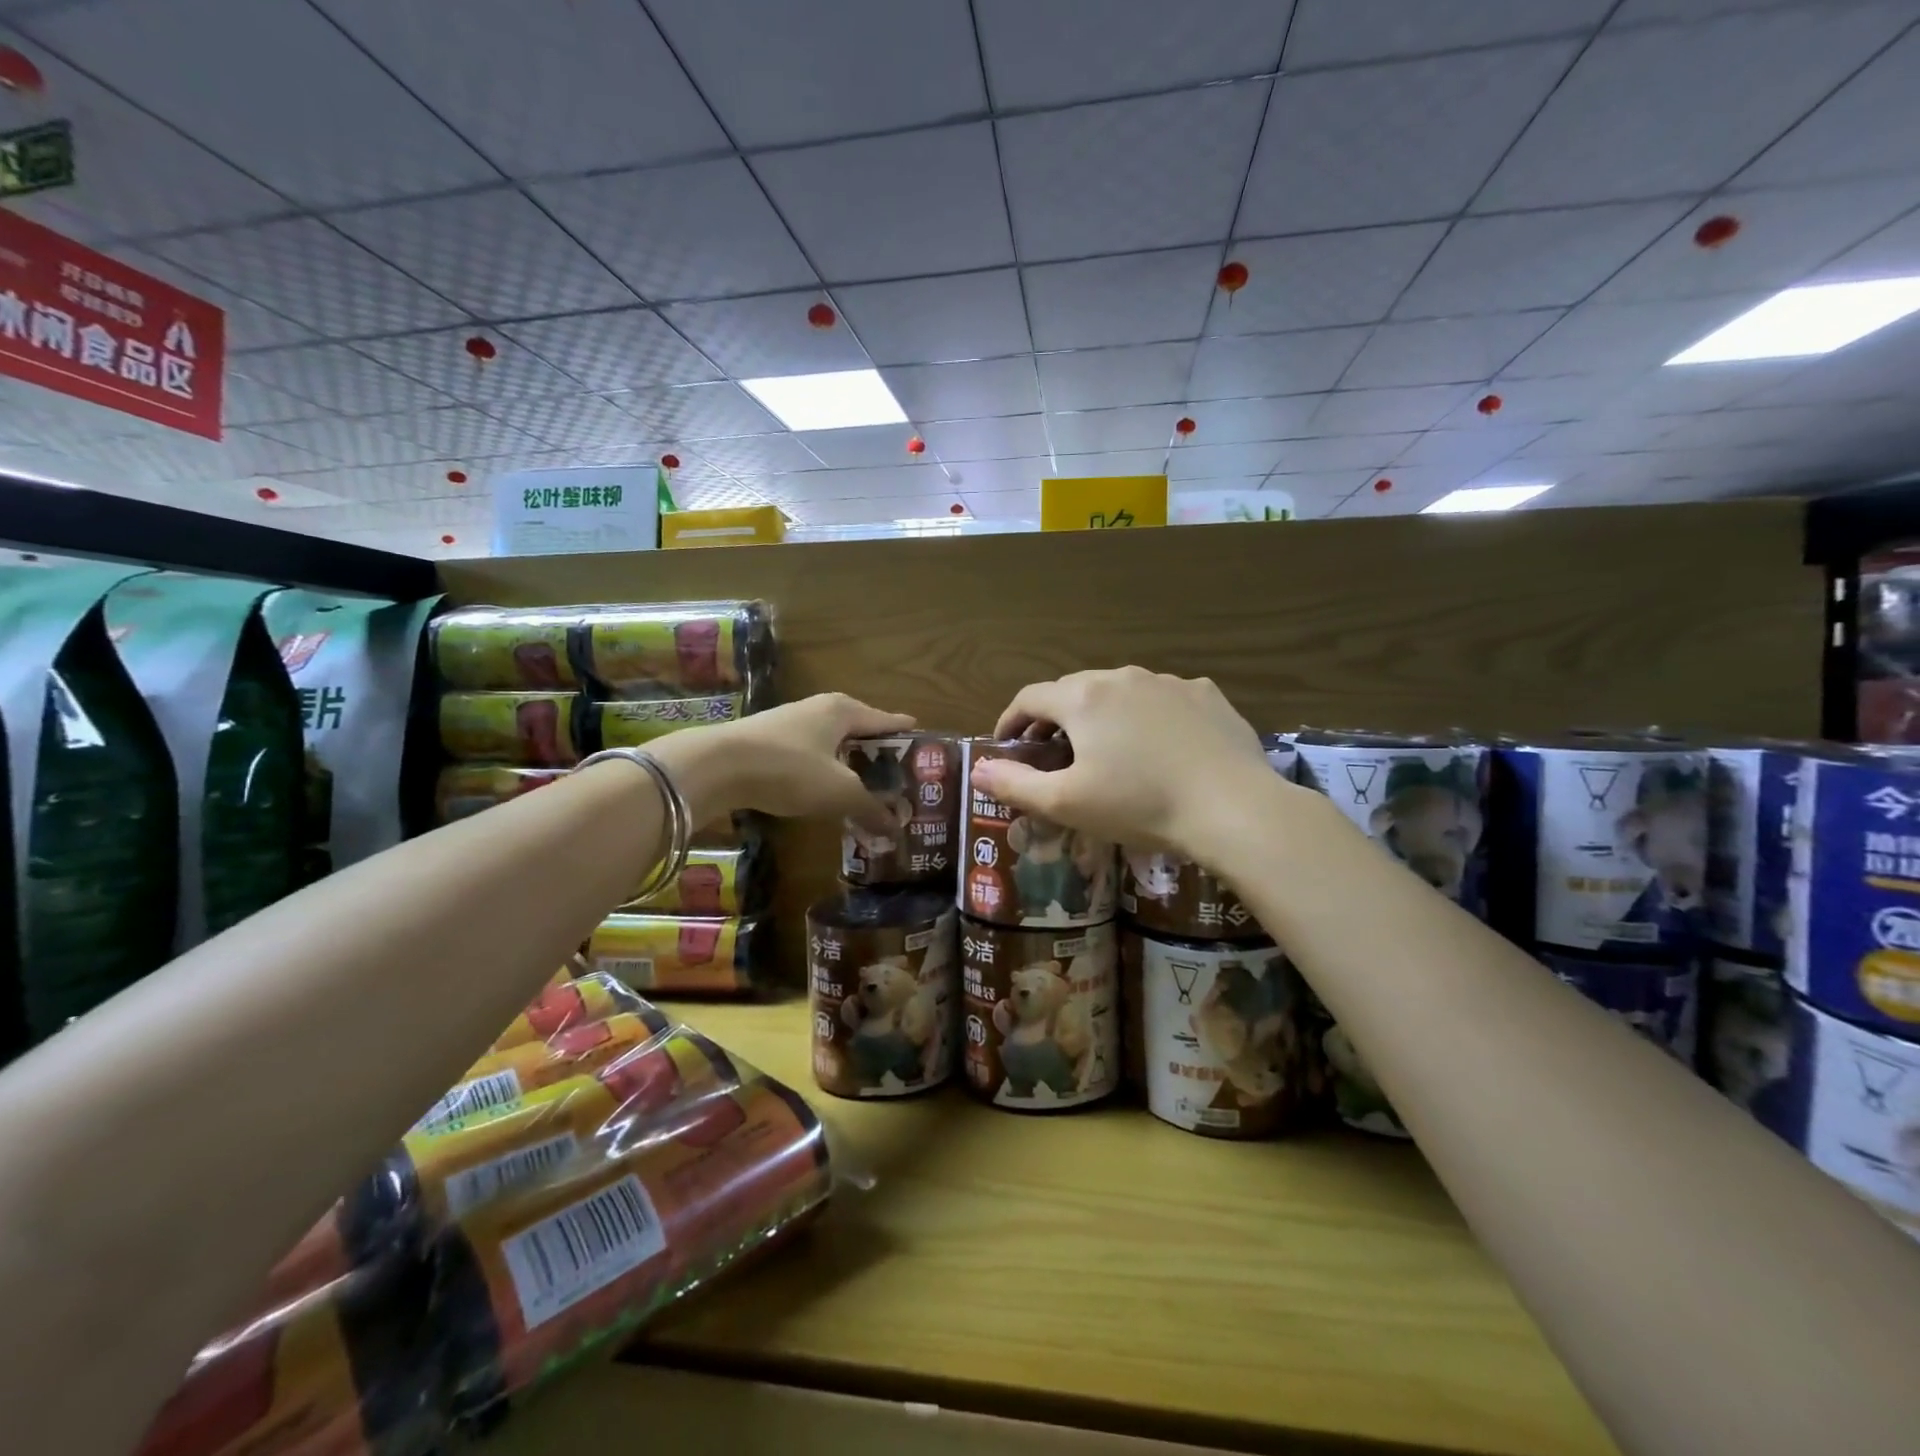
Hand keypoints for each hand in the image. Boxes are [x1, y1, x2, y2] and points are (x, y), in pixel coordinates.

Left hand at [650, 693, 913, 823]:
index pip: (887, 720)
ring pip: (833, 744)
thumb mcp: (839, 792)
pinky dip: (825, 772)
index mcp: (844, 710)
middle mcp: (820, 709)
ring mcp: (791, 724)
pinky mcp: (769, 742)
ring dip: (850, 765)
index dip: (907, 735)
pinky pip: (811, 756)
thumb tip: (897, 831)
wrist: (717, 766)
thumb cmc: (790, 768)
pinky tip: (826, 791)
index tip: (926, 744)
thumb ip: (871, 809)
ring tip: (867, 788)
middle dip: (879, 755)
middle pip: (860, 731)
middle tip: (900, 778)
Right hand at [967, 667, 1280, 858]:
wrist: (1233, 807)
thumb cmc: (1139, 804)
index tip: (1006, 746)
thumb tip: (978, 769)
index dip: (1010, 721)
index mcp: (1082, 698)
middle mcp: (1122, 676)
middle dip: (1053, 719)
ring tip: (1105, 750)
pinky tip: (1158, 747)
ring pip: (1119, 692)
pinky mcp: (1205, 695)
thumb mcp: (1066, 803)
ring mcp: (1168, 682)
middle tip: (1050, 753)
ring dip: (1100, 716)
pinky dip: (1146, 717)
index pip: (1029, 698)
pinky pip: (1162, 700)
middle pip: (1073, 690)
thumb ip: (1015, 784)